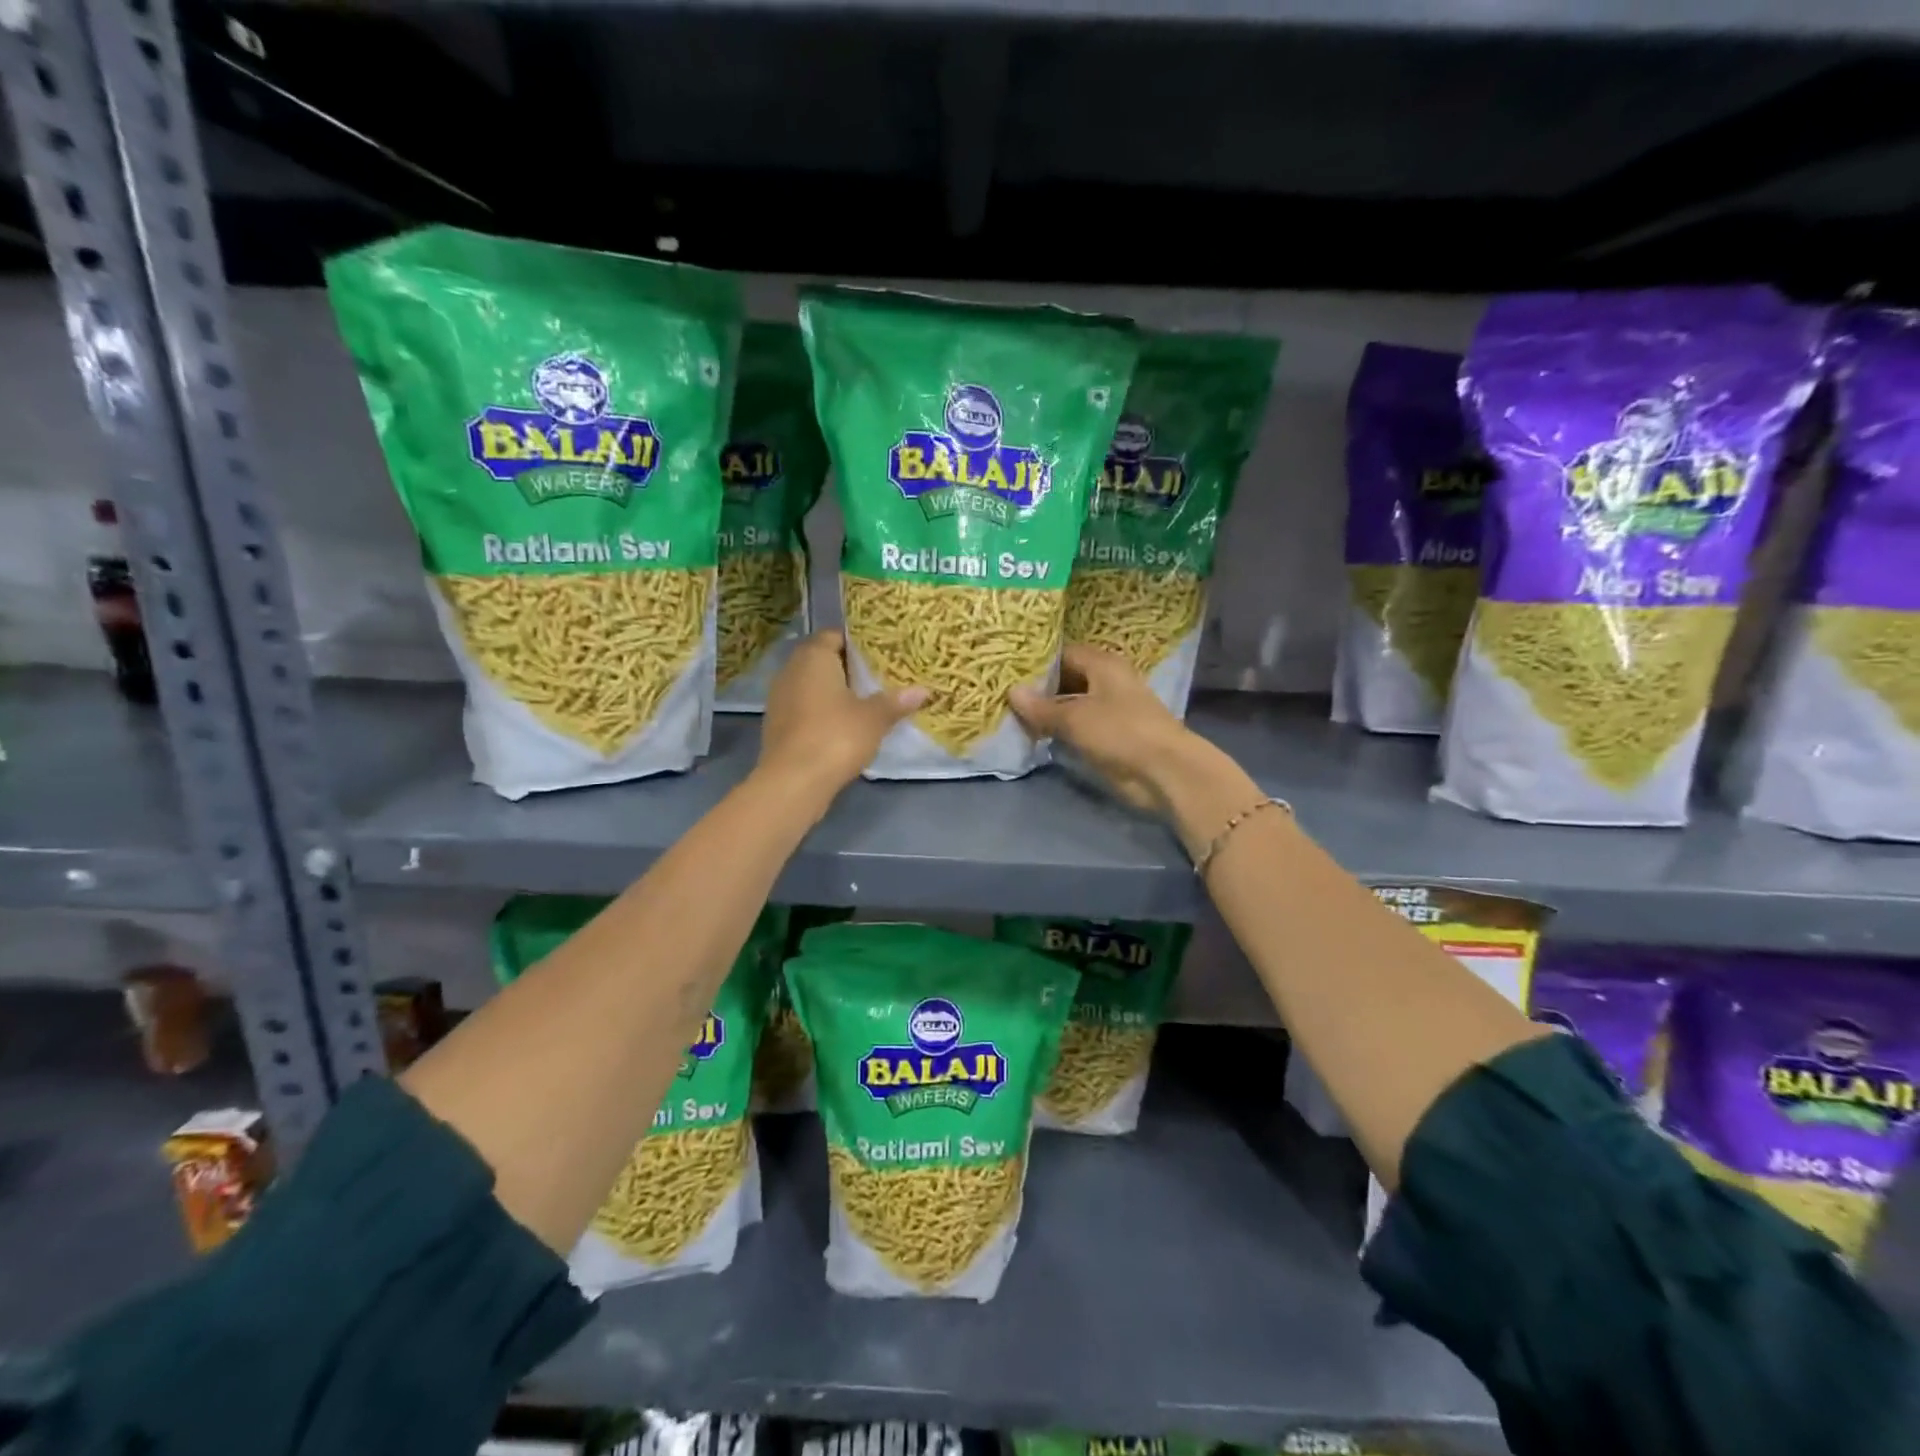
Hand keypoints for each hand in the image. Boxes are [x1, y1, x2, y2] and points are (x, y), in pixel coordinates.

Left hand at [757, 630, 927, 799]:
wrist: (793, 781)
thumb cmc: (836, 736)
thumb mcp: (874, 718)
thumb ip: (896, 701)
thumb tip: (922, 691)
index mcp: (813, 657)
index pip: (834, 635)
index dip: (857, 643)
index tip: (880, 653)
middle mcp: (791, 670)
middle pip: (822, 659)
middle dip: (848, 667)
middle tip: (878, 677)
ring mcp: (779, 698)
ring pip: (811, 685)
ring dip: (834, 691)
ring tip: (864, 701)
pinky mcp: (777, 725)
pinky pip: (804, 707)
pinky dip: (822, 711)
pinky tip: (843, 725)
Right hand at [1008, 644, 1202, 815]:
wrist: (1163, 771)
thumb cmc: (1120, 732)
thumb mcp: (1074, 718)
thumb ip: (1042, 707)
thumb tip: (1012, 692)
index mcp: (1103, 664)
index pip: (1064, 653)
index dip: (1037, 661)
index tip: (1009, 670)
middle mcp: (1107, 682)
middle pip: (1067, 679)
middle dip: (1039, 688)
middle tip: (1004, 694)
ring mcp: (1110, 710)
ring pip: (1071, 705)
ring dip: (1048, 712)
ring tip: (1012, 715)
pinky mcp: (1110, 736)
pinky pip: (1078, 727)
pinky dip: (1059, 730)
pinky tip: (1035, 735)